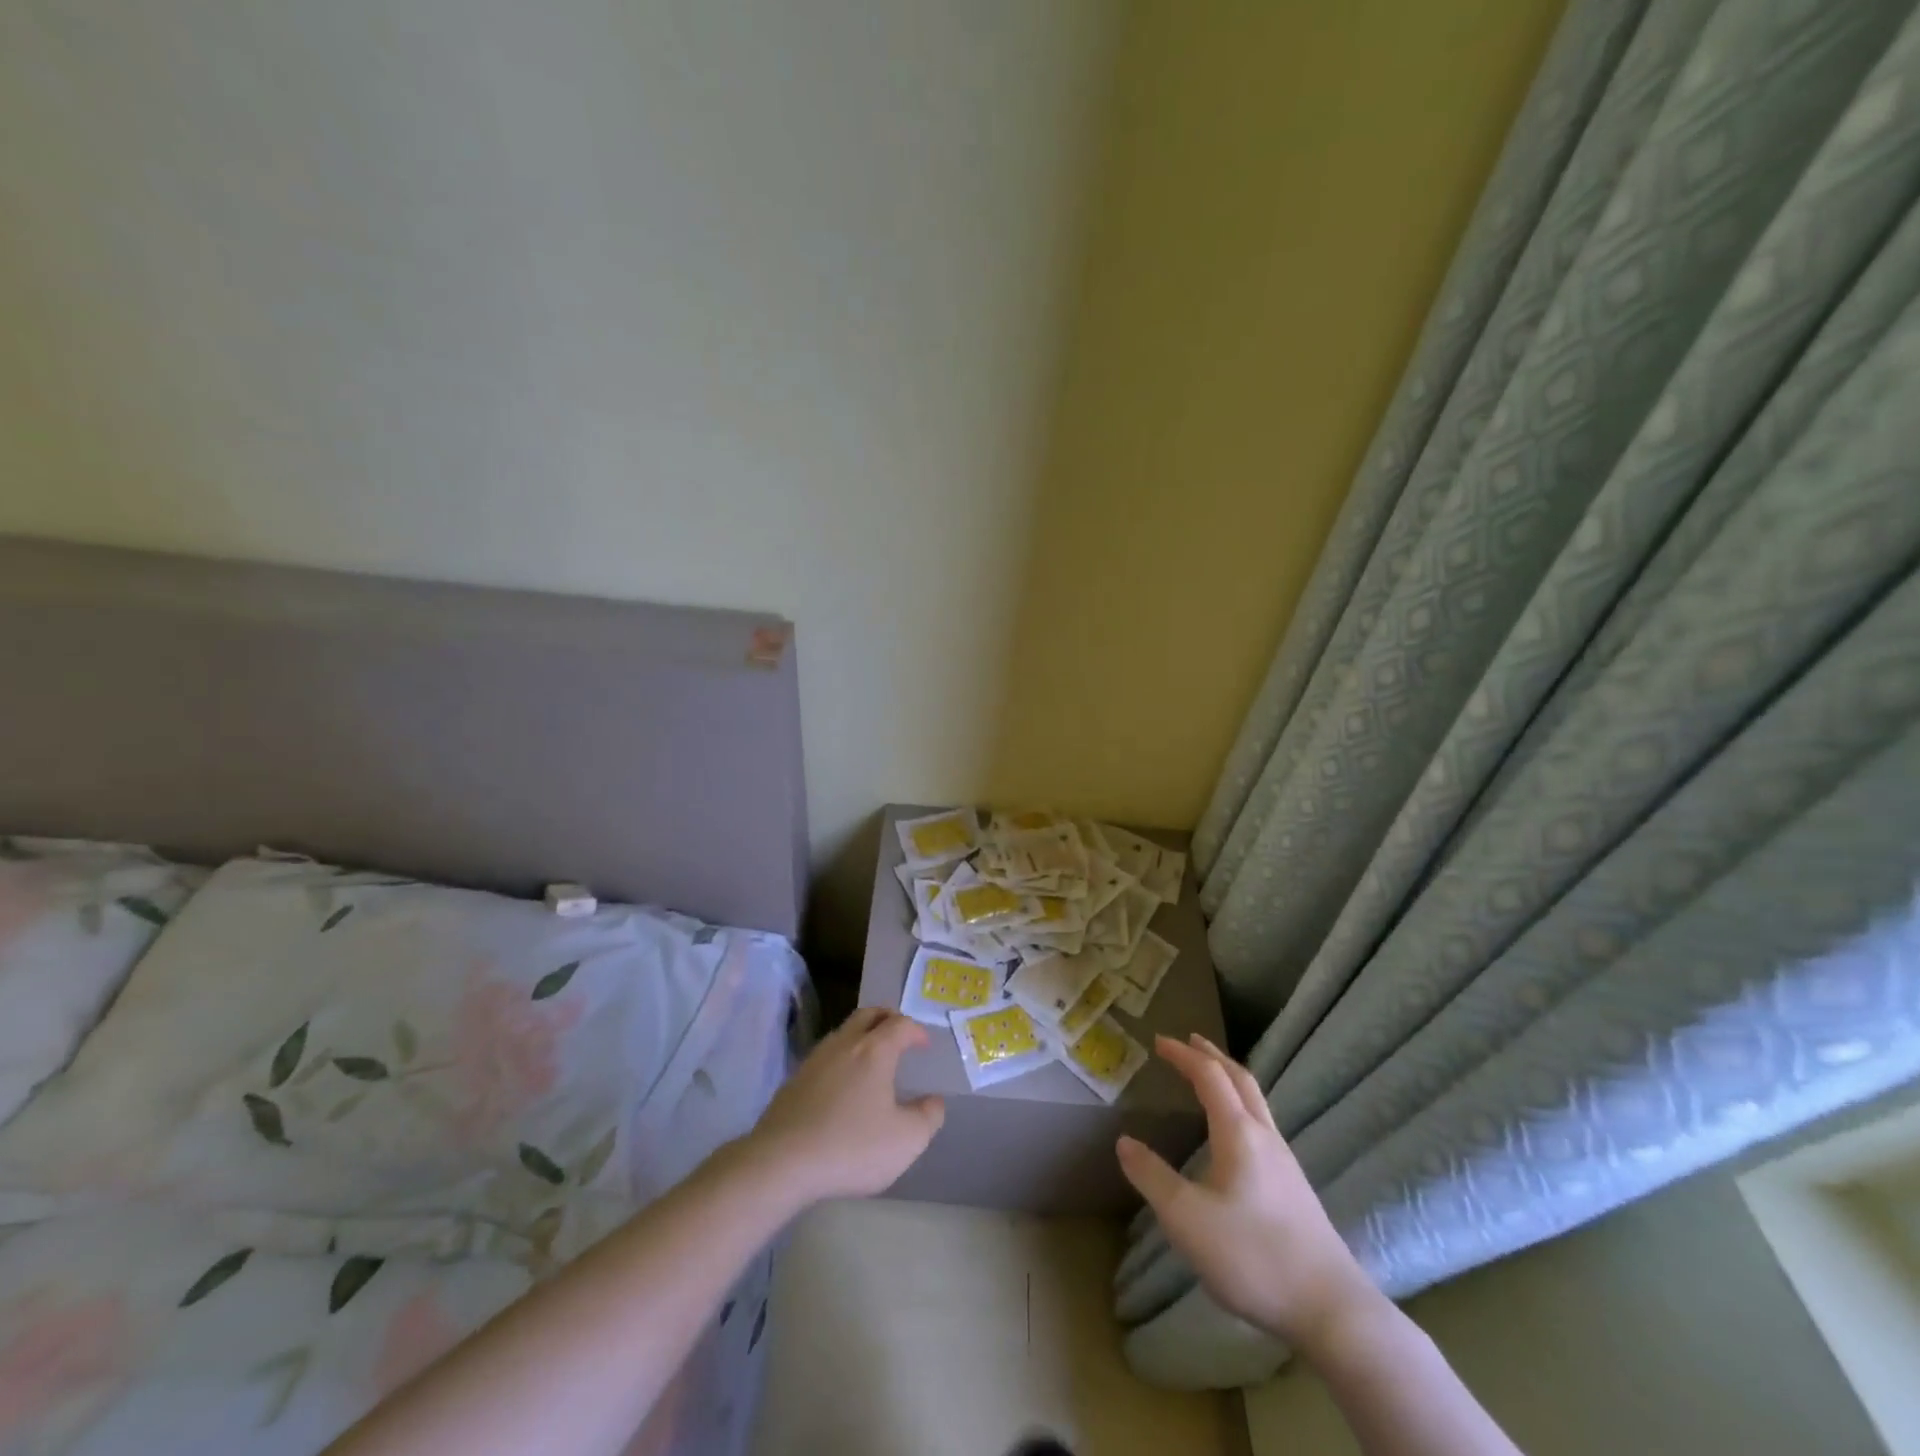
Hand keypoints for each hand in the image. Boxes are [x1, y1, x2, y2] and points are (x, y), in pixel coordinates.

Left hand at [740, 1007, 944, 1208]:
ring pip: (843, 1032)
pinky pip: (825, 1056)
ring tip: (871, 1060)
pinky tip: (841, 1086)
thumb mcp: (906, 1140)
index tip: (924, 1045)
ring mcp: (815, 1059)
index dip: (916, 1031)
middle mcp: (845, 1044)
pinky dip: (841, 1059)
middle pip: (868, 1014)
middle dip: (887, 1019)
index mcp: (875, 1050)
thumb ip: (928, 1117)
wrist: (782, 1161)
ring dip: (861, 1036)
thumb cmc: (852, 1146)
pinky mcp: (794, 1079)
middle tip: (899, 1035)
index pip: (900, 1024)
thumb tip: (934, 1101)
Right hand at [1116, 1034, 1381, 1353]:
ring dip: (1230, 1079)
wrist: (1331, 1310)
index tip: (1158, 1041)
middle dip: (1213, 1056)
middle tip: (1189, 1041)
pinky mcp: (1295, 1188)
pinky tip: (1235, 1134)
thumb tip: (1124, 1142)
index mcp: (1238, 1133)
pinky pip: (1263, 1126)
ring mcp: (1286, 1163)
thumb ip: (1152, 1177)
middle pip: (1241, 1080)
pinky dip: (1242, 1107)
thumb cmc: (1253, 1256)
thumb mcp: (1186, 1219)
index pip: (1209, 1076)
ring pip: (1257, 1102)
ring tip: (1210, 1078)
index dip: (1183, 1055)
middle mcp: (1265, 1137)